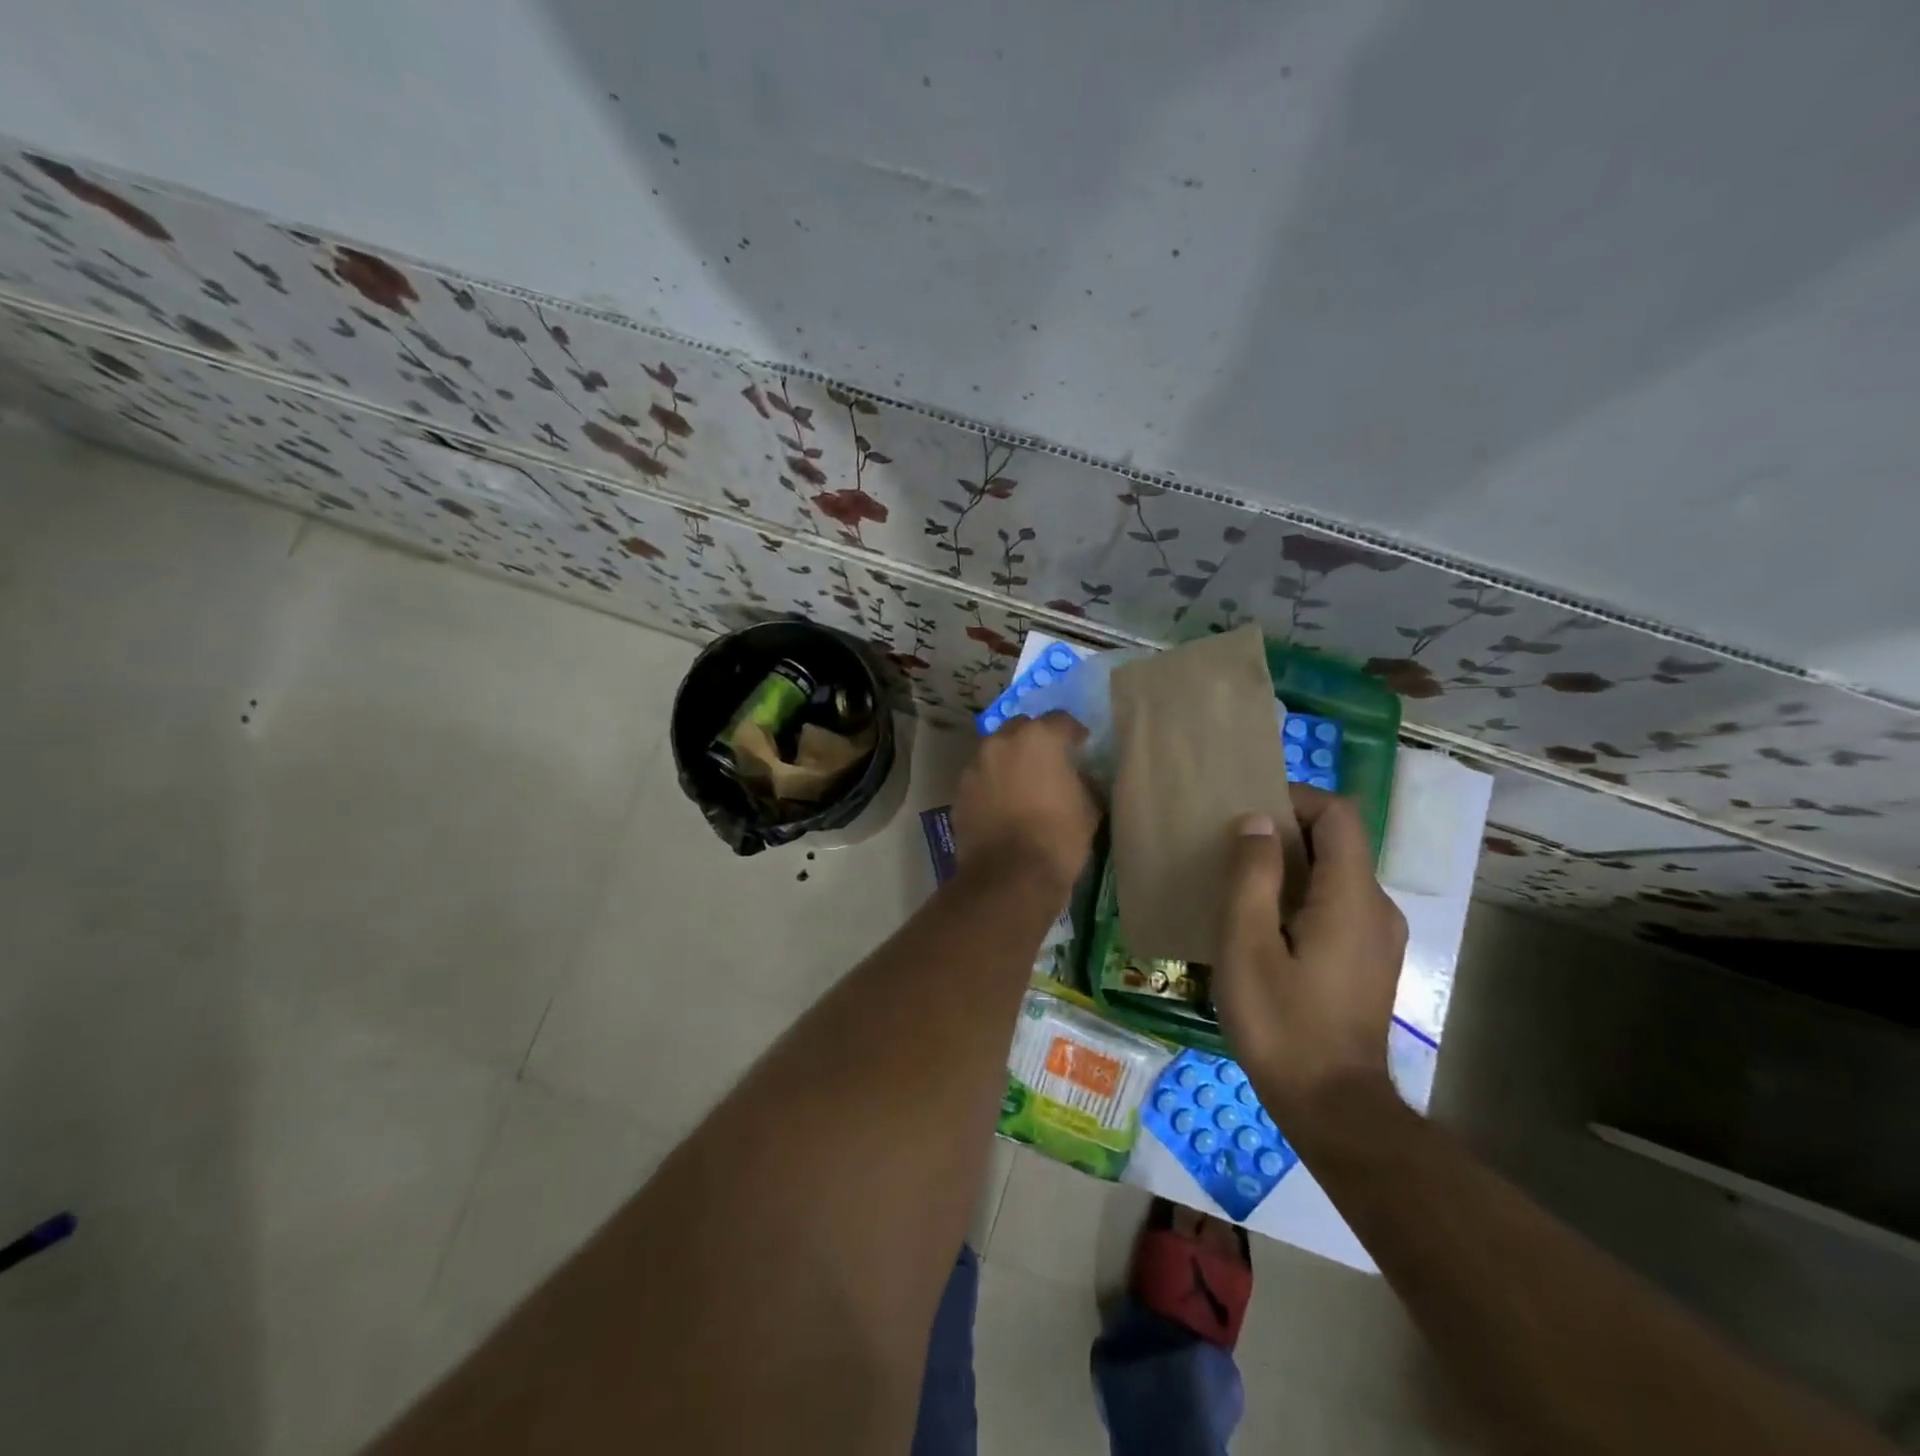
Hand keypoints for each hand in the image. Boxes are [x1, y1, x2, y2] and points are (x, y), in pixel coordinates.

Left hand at [953, 713, 1098, 895]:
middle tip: (1049, 760)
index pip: (1060, 720)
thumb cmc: (1058, 837)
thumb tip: (1078, 776)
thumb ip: (1084, 781)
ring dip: (1010, 760)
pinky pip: (981, 777)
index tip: (1082, 745)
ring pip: (996, 752)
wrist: (1010, 876)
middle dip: (1035, 740)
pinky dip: (993, 783)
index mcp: (1038, 738)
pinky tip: (1003, 803)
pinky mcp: (960, 791)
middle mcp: (1002, 742)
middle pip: (1022, 728)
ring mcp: (976, 766)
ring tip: (1023, 782)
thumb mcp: (1089, 807)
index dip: (1074, 732)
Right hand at [1211, 787, 1407, 1126]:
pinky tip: (1264, 926)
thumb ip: (1252, 876)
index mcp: (1351, 896)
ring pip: (1336, 874)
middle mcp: (1377, 907)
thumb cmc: (1282, 1023)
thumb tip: (1257, 822)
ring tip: (1241, 884)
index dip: (1295, 799)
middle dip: (1286, 831)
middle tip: (1232, 846)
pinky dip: (1303, 895)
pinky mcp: (1370, 961)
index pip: (1337, 814)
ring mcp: (1379, 937)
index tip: (1247, 811)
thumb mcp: (1247, 945)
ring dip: (1292, 865)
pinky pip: (1338, 905)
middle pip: (1338, 841)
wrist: (1333, 1107)